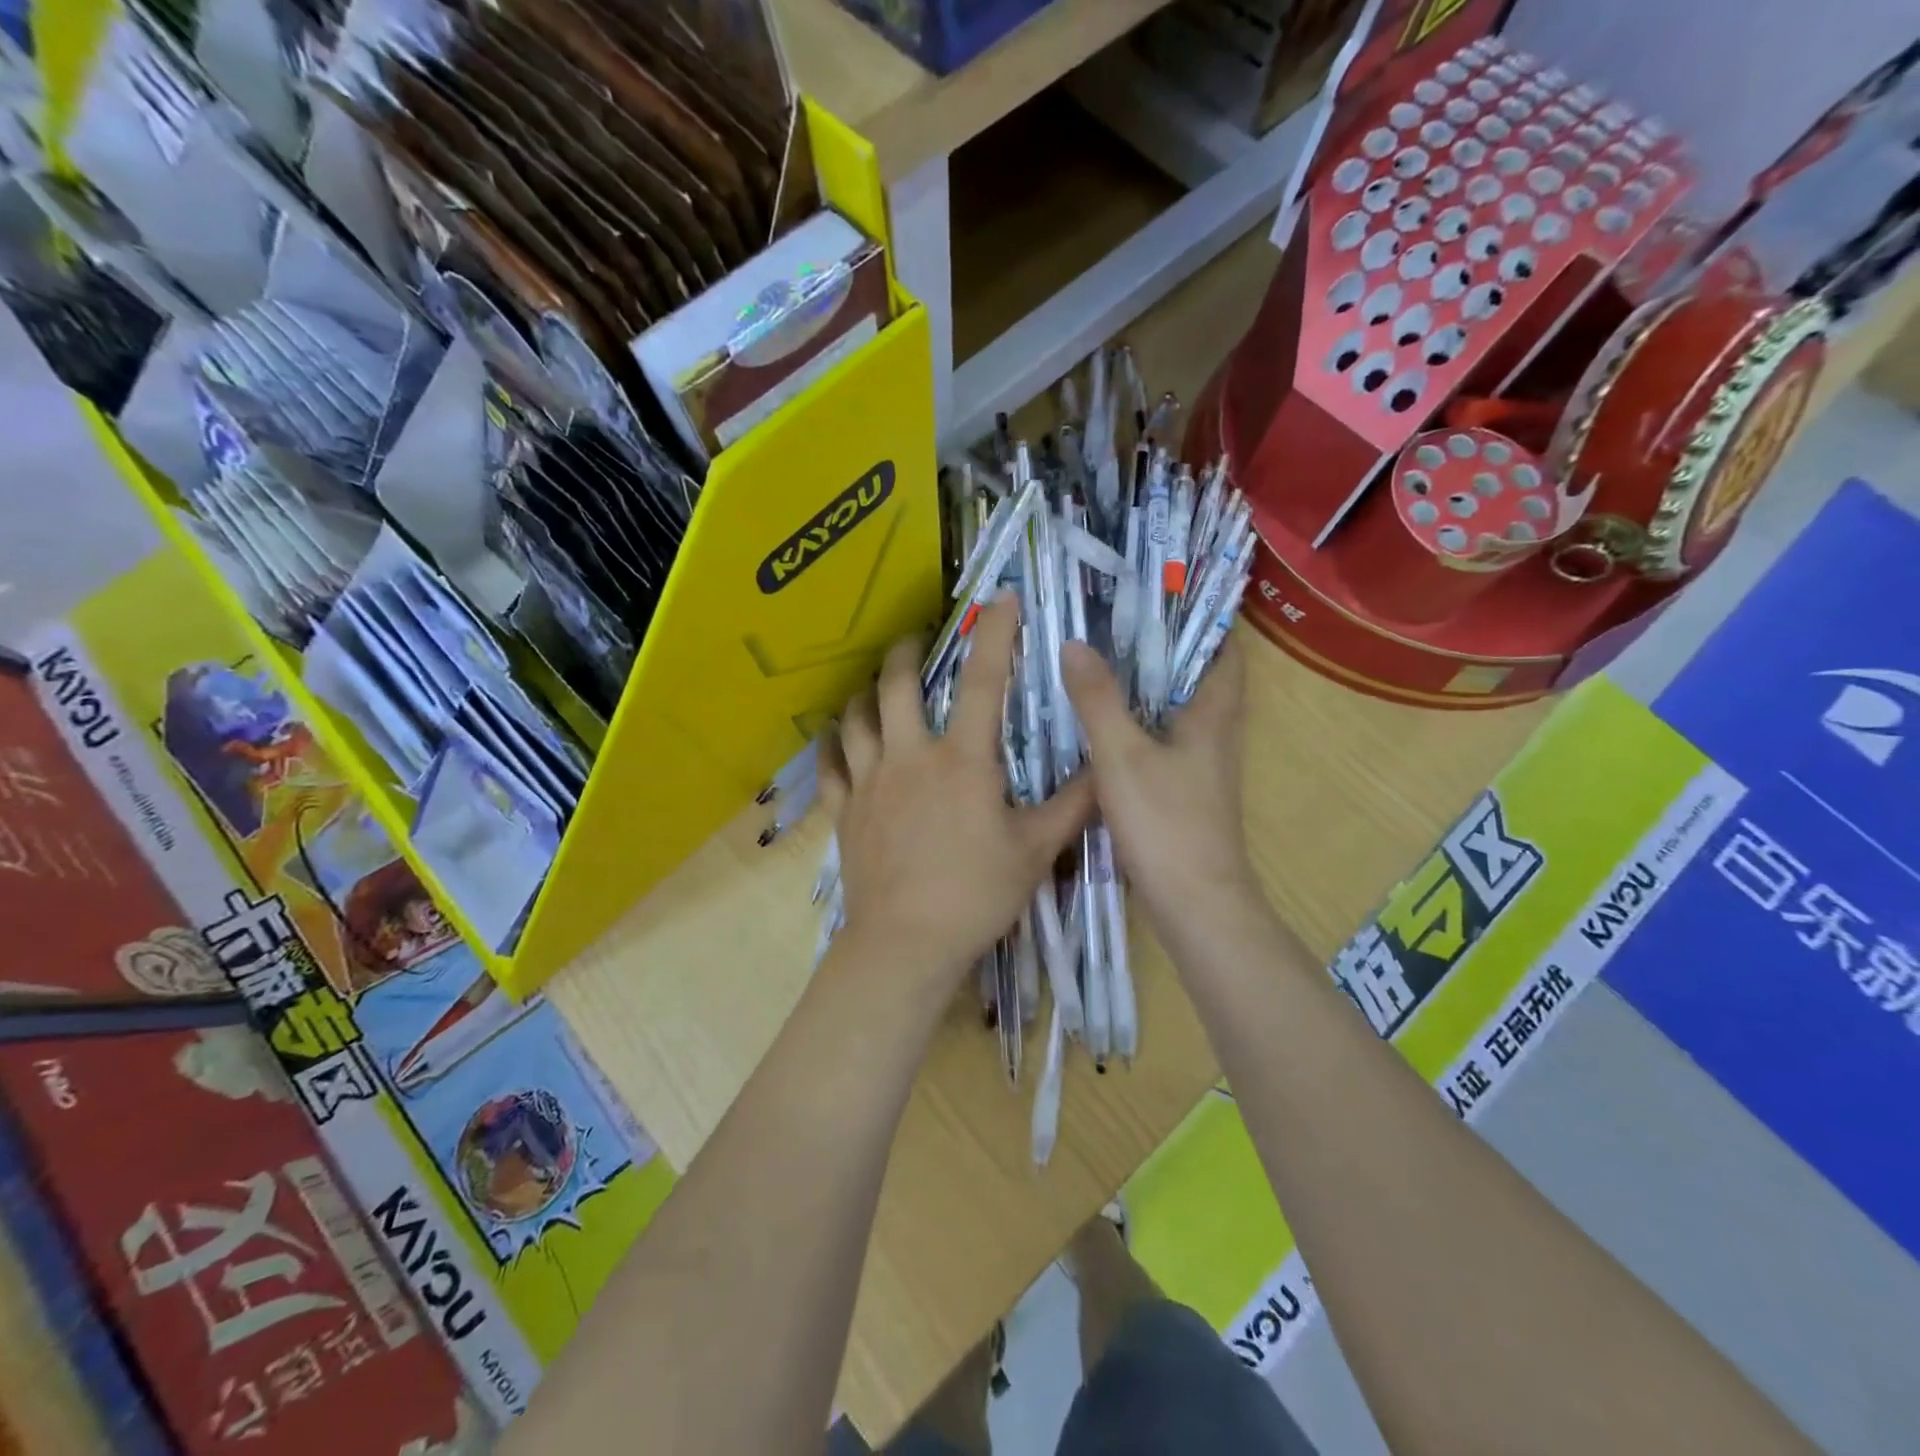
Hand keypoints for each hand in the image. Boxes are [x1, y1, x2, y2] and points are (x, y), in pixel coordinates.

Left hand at [821, 597, 1094, 991]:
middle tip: (917, 638)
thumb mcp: (1036, 850)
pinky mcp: (844, 809)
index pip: (985, 681)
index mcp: (962, 760)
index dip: (996, 634)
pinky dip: (830, 742)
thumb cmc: (976, 894)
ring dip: (865, 692)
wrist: (906, 943)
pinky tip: (833, 734)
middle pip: (897, 684)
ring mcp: (870, 781)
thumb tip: (1105, 767)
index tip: (1001, 599)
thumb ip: (1073, 804)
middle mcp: (910, 756)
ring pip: (856, 717)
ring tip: (875, 684)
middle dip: (907, 650)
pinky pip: (829, 764)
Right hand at [1061, 632, 1256, 936]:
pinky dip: (1142, 725)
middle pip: (1200, 679)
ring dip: (1152, 688)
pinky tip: (1105, 727)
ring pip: (1180, 713)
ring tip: (1105, 664)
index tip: (1165, 596)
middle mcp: (1216, 736)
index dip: (1206, 620)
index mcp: (1213, 715)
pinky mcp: (1187, 794)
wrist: (1195, 903)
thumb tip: (1075, 643)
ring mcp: (1203, 768)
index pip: (1226, 651)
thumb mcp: (1121, 755)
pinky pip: (1166, 742)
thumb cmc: (1165, 822)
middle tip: (1118, 623)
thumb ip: (1098, 700)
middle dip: (1166, 650)